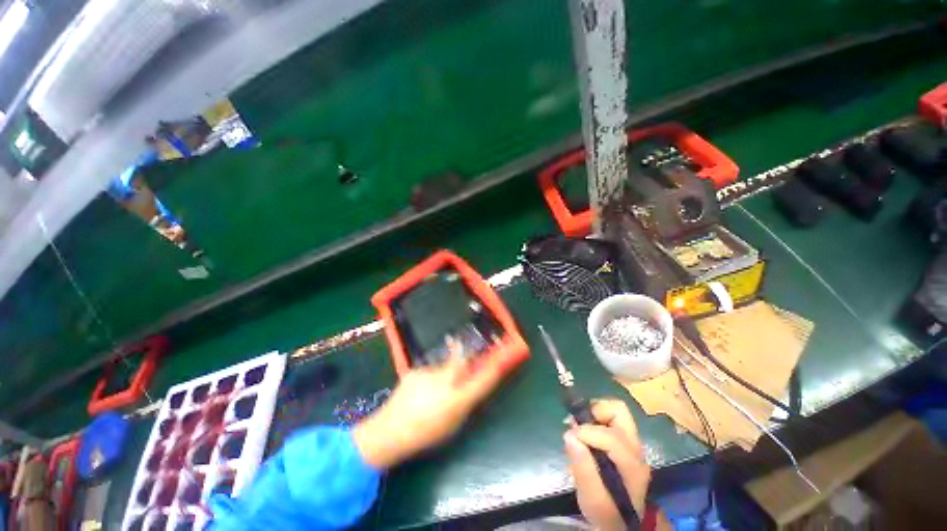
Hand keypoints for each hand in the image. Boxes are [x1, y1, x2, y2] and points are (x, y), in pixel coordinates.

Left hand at [353, 342, 504, 468]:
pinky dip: (427, 379)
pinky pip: (428, 371)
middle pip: (461, 360)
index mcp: (456, 400)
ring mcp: (427, 374)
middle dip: (464, 354)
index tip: (500, 358)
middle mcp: (444, 382)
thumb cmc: (425, 434)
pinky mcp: (414, 370)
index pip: (482, 381)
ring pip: (442, 367)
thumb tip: (471, 387)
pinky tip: (417, 392)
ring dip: (442, 375)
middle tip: (461, 352)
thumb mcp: (452, 425)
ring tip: (430, 392)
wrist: (389, 432)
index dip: (493, 369)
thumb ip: (465, 404)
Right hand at [564, 400, 651, 529]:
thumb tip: (569, 435)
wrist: (622, 522)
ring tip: (580, 426)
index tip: (569, 437)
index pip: (611, 437)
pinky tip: (586, 432)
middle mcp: (636, 449)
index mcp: (632, 466)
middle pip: (619, 411)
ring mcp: (633, 443)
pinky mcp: (626, 441)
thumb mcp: (592, 499)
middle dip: (595, 411)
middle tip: (578, 423)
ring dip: (595, 413)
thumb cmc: (606, 512)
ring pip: (616, 411)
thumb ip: (582, 469)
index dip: (586, 432)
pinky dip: (596, 418)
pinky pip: (611, 418)